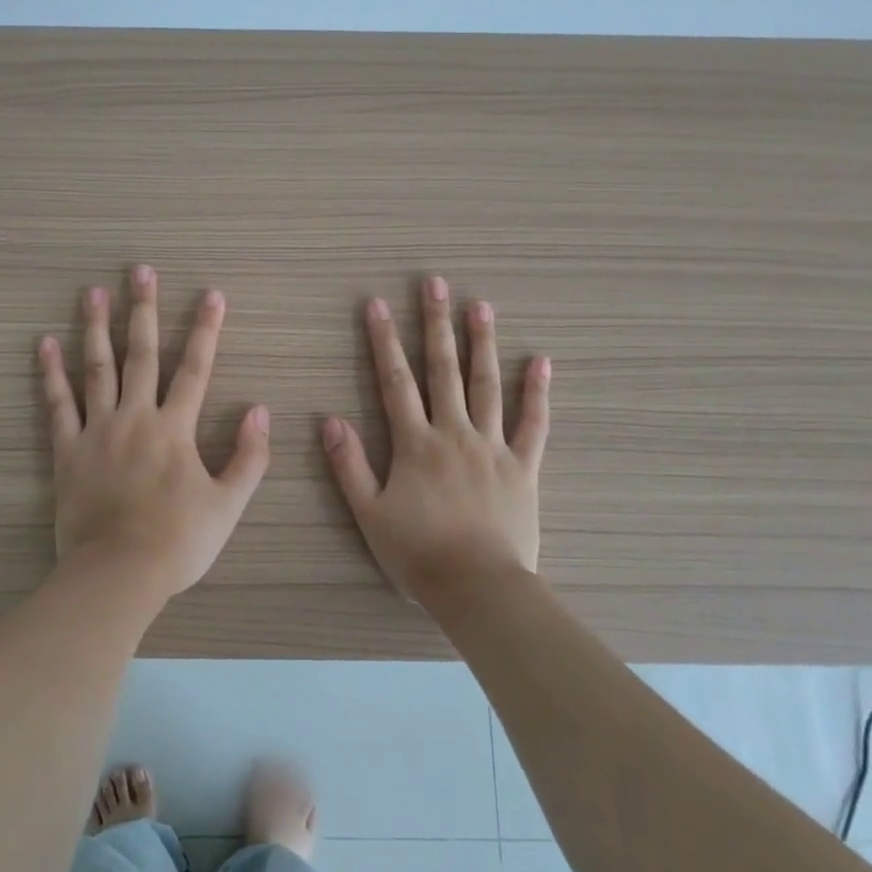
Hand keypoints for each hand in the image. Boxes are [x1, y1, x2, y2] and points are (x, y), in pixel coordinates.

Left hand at [39, 266, 270, 599]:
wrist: (118, 575)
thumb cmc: (178, 541)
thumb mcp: (228, 504)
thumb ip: (250, 456)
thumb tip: (260, 410)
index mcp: (175, 428)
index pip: (195, 368)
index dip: (206, 329)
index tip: (211, 294)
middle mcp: (135, 417)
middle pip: (141, 354)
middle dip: (144, 310)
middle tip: (142, 271)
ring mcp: (97, 432)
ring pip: (97, 369)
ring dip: (96, 328)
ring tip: (93, 292)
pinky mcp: (67, 452)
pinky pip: (58, 405)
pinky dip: (51, 374)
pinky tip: (45, 344)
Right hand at [323, 275, 549, 602]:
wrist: (479, 588)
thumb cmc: (418, 554)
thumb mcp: (370, 514)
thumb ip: (350, 465)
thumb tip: (330, 420)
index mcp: (415, 443)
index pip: (395, 381)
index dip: (383, 341)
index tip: (377, 304)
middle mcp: (454, 433)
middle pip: (443, 370)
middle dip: (436, 324)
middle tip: (435, 283)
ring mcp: (493, 446)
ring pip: (487, 385)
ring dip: (482, 343)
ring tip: (480, 305)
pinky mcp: (523, 467)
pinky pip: (533, 424)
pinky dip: (537, 392)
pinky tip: (541, 360)